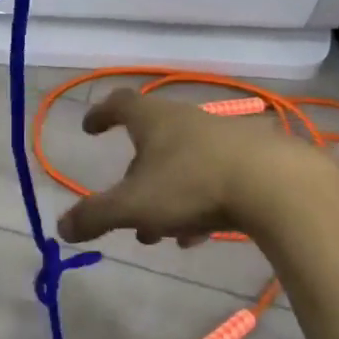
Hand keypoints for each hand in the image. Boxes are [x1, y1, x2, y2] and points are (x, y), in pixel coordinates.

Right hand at [56, 90, 306, 245]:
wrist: (277, 185)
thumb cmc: (192, 185)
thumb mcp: (134, 205)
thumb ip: (95, 216)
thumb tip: (61, 228)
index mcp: (154, 120)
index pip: (120, 103)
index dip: (102, 114)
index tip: (90, 129)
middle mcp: (187, 120)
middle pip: (152, 141)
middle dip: (135, 175)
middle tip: (126, 206)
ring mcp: (223, 137)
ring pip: (183, 164)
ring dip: (166, 195)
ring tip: (162, 232)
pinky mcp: (254, 159)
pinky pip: (214, 178)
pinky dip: (198, 202)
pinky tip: (199, 235)